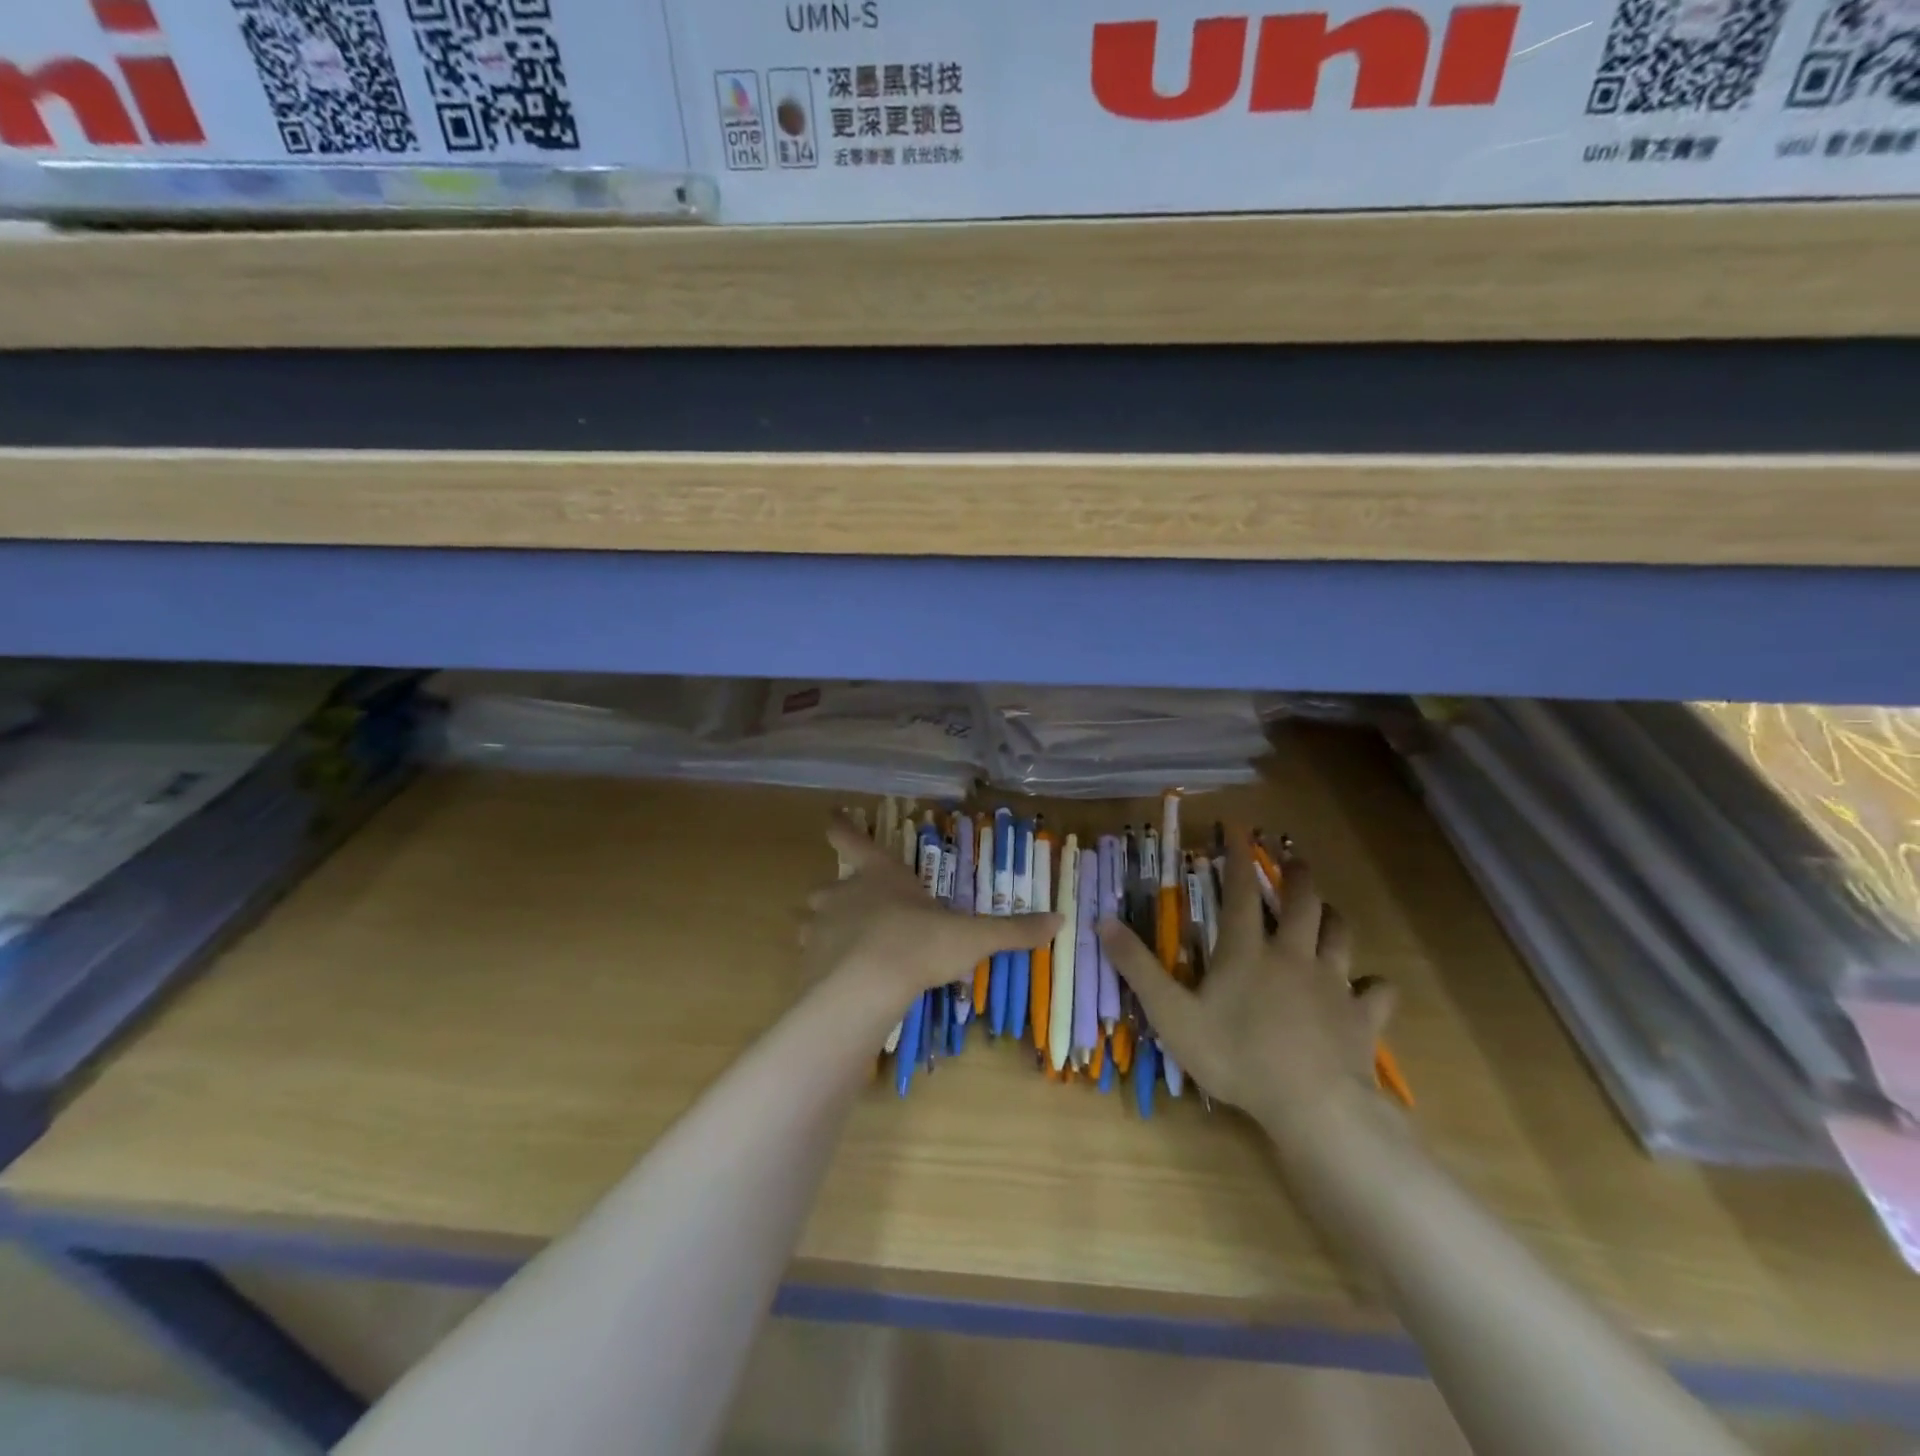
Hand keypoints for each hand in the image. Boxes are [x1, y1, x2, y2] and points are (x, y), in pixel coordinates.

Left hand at [800, 816, 1059, 1001]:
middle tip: (854, 908)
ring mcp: (819, 927)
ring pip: (812, 921)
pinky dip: (822, 965)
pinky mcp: (806, 962)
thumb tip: (1059, 920)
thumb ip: (1013, 930)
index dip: (841, 826)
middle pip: (828, 885)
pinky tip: (840, 983)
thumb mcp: (973, 937)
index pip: (852, 839)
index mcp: (879, 875)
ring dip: (824, 929)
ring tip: (844, 947)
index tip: (831, 815)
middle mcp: (843, 894)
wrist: (865, 988)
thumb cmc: (920, 944)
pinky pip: (811, 958)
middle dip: (836, 895)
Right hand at [1098, 839, 1394, 1136]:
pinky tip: (1369, 988)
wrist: (1312, 1105)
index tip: (1240, 829)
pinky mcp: (1362, 1017)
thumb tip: (1103, 921)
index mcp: (1247, 950)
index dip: (1239, 858)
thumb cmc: (1235, 1056)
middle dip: (1299, 875)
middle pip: (1304, 902)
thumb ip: (1138, 967)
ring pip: (1342, 935)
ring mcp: (1333, 984)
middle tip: (1295, 860)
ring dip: (1334, 918)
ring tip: (1328, 911)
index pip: (1243, 892)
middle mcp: (1293, 955)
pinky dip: (1373, 985)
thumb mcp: (1171, 1014)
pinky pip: (1377, 991)